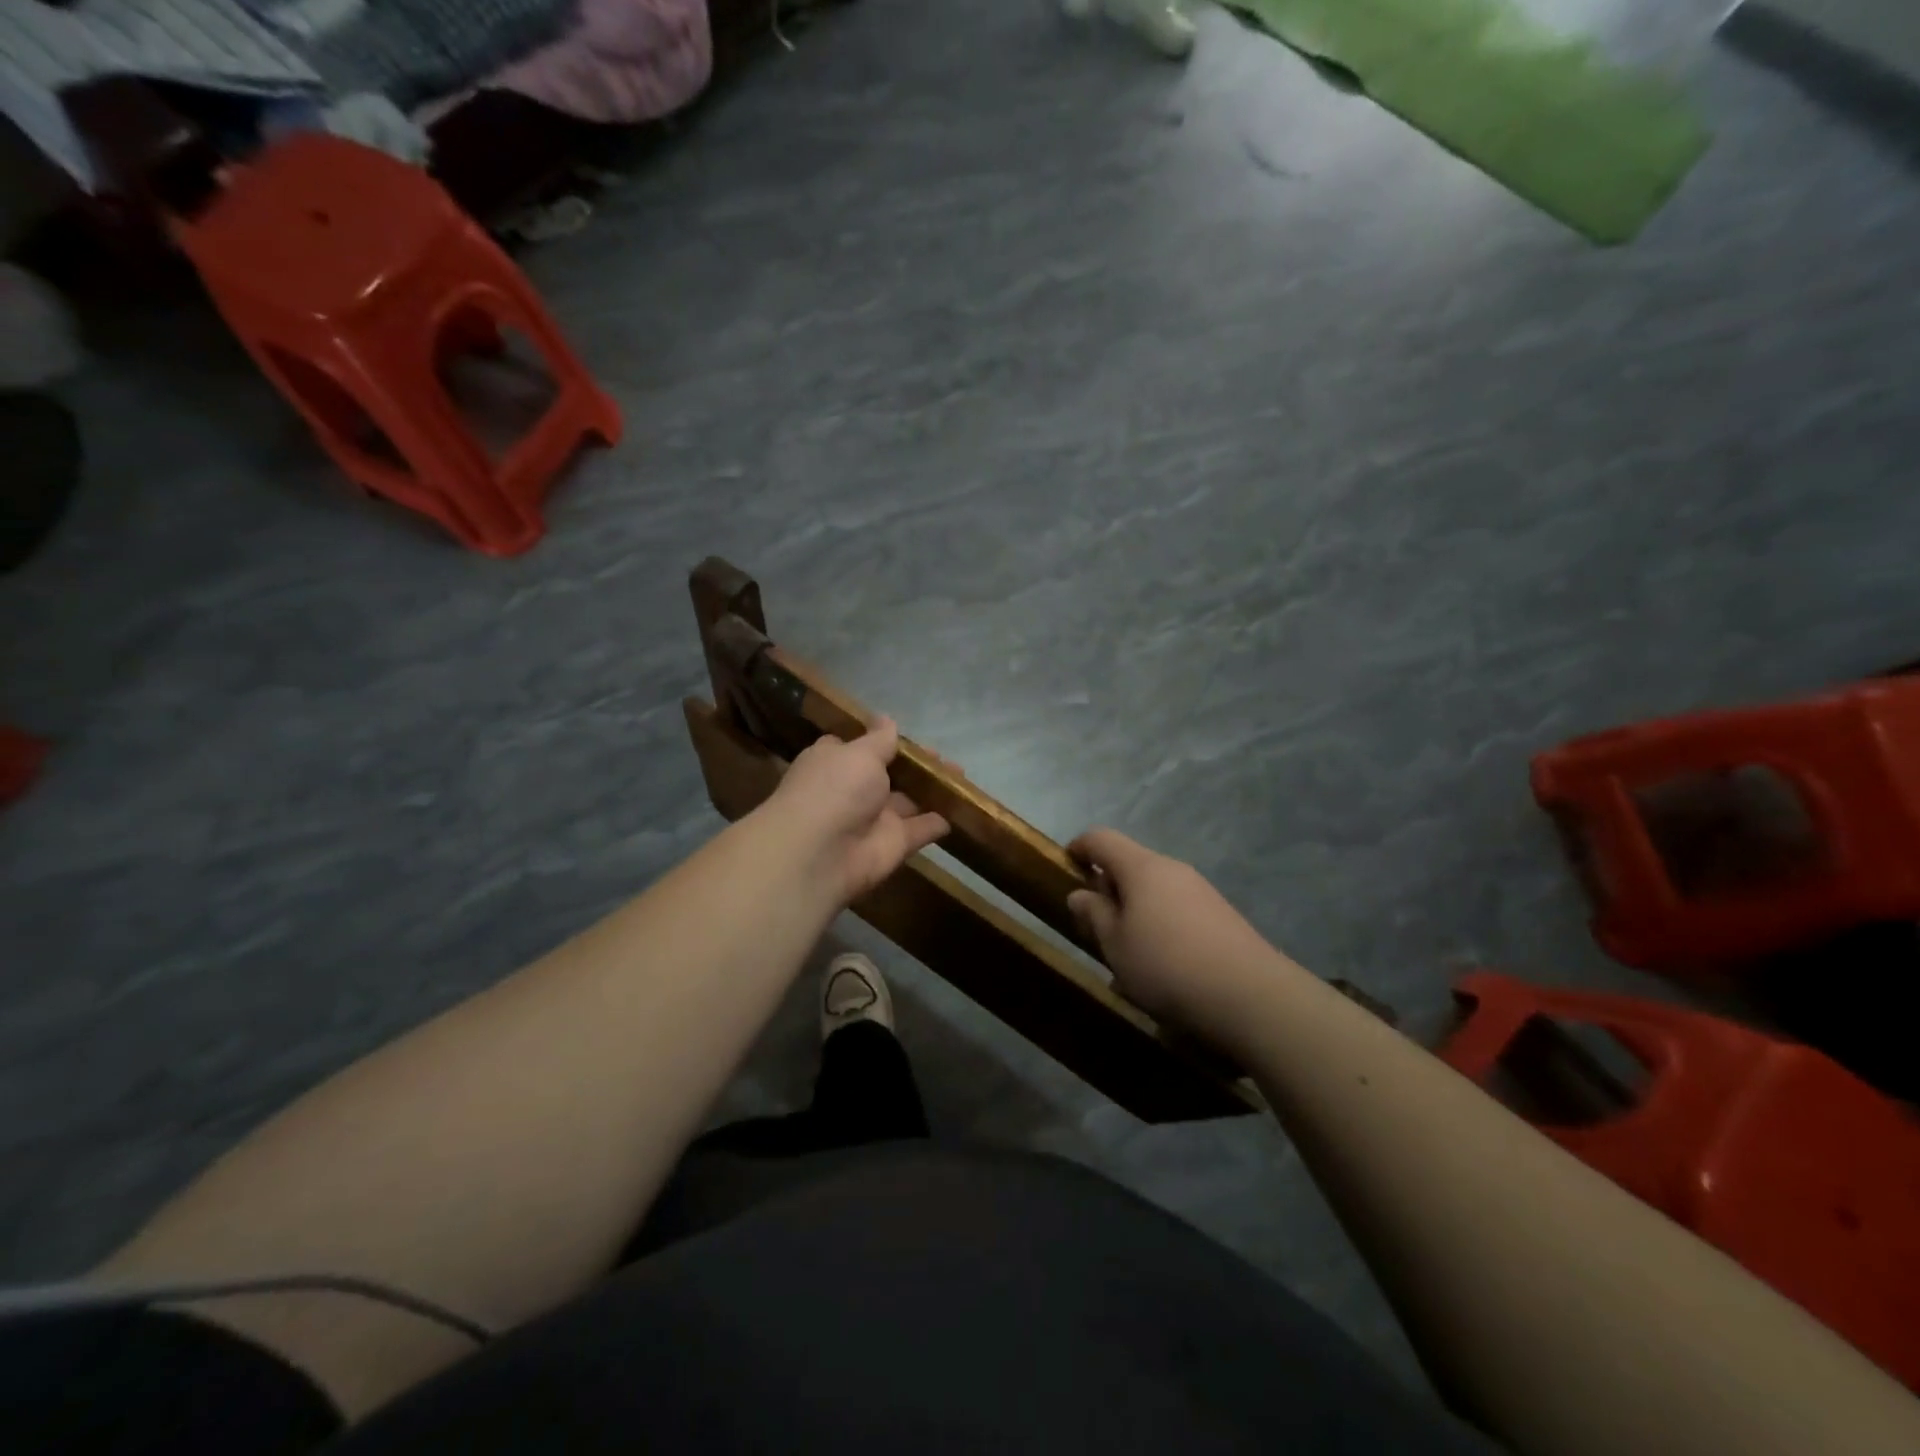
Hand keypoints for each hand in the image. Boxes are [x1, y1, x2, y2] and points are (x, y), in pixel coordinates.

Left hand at [763, 718, 949, 903]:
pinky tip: (962, 808)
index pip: (858, 748)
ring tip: (961, 775)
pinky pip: (921, 829)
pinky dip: (939, 821)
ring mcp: (874, 819)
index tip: (905, 735)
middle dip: (915, 766)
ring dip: (933, 789)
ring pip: (909, 801)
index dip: (880, 741)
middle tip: (943, 756)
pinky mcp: (894, 844)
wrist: (821, 853)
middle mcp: (853, 790)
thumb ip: (879, 739)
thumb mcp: (859, 753)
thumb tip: (886, 718)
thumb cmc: (835, 789)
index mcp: (835, 762)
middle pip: (889, 774)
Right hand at [1067, 828, 1288, 1040]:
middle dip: (1108, 887)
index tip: (1066, 864)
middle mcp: (1173, 870)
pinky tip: (1160, 966)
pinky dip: (1159, 926)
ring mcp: (1201, 892)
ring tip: (1126, 953)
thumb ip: (1094, 915)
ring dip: (1134, 912)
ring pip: (1155, 891)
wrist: (1252, 996)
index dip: (1079, 847)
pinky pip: (1177, 910)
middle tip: (1094, 923)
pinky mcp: (1221, 916)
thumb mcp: (1116, 945)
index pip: (1102, 839)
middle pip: (1131, 865)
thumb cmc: (1167, 965)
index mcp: (1142, 868)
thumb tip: (1080, 894)